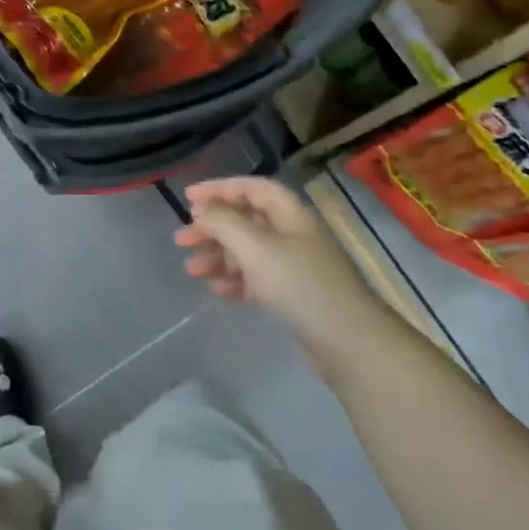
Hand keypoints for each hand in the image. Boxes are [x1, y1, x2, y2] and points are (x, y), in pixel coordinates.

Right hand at [173, 177, 378, 377]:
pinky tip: (217, 291)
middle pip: (246, 220)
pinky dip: (235, 281)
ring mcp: (294, 266)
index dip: (219, 188)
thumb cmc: (299, 285)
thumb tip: (201, 209)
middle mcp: (292, 235)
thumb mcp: (255, 248)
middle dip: (212, 227)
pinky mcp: (293, 295)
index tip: (187, 198)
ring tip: (191, 270)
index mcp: (289, 215)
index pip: (252, 188)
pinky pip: (256, 279)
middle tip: (181, 240)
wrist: (347, 341)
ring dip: (218, 257)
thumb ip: (224, 223)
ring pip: (247, 251)